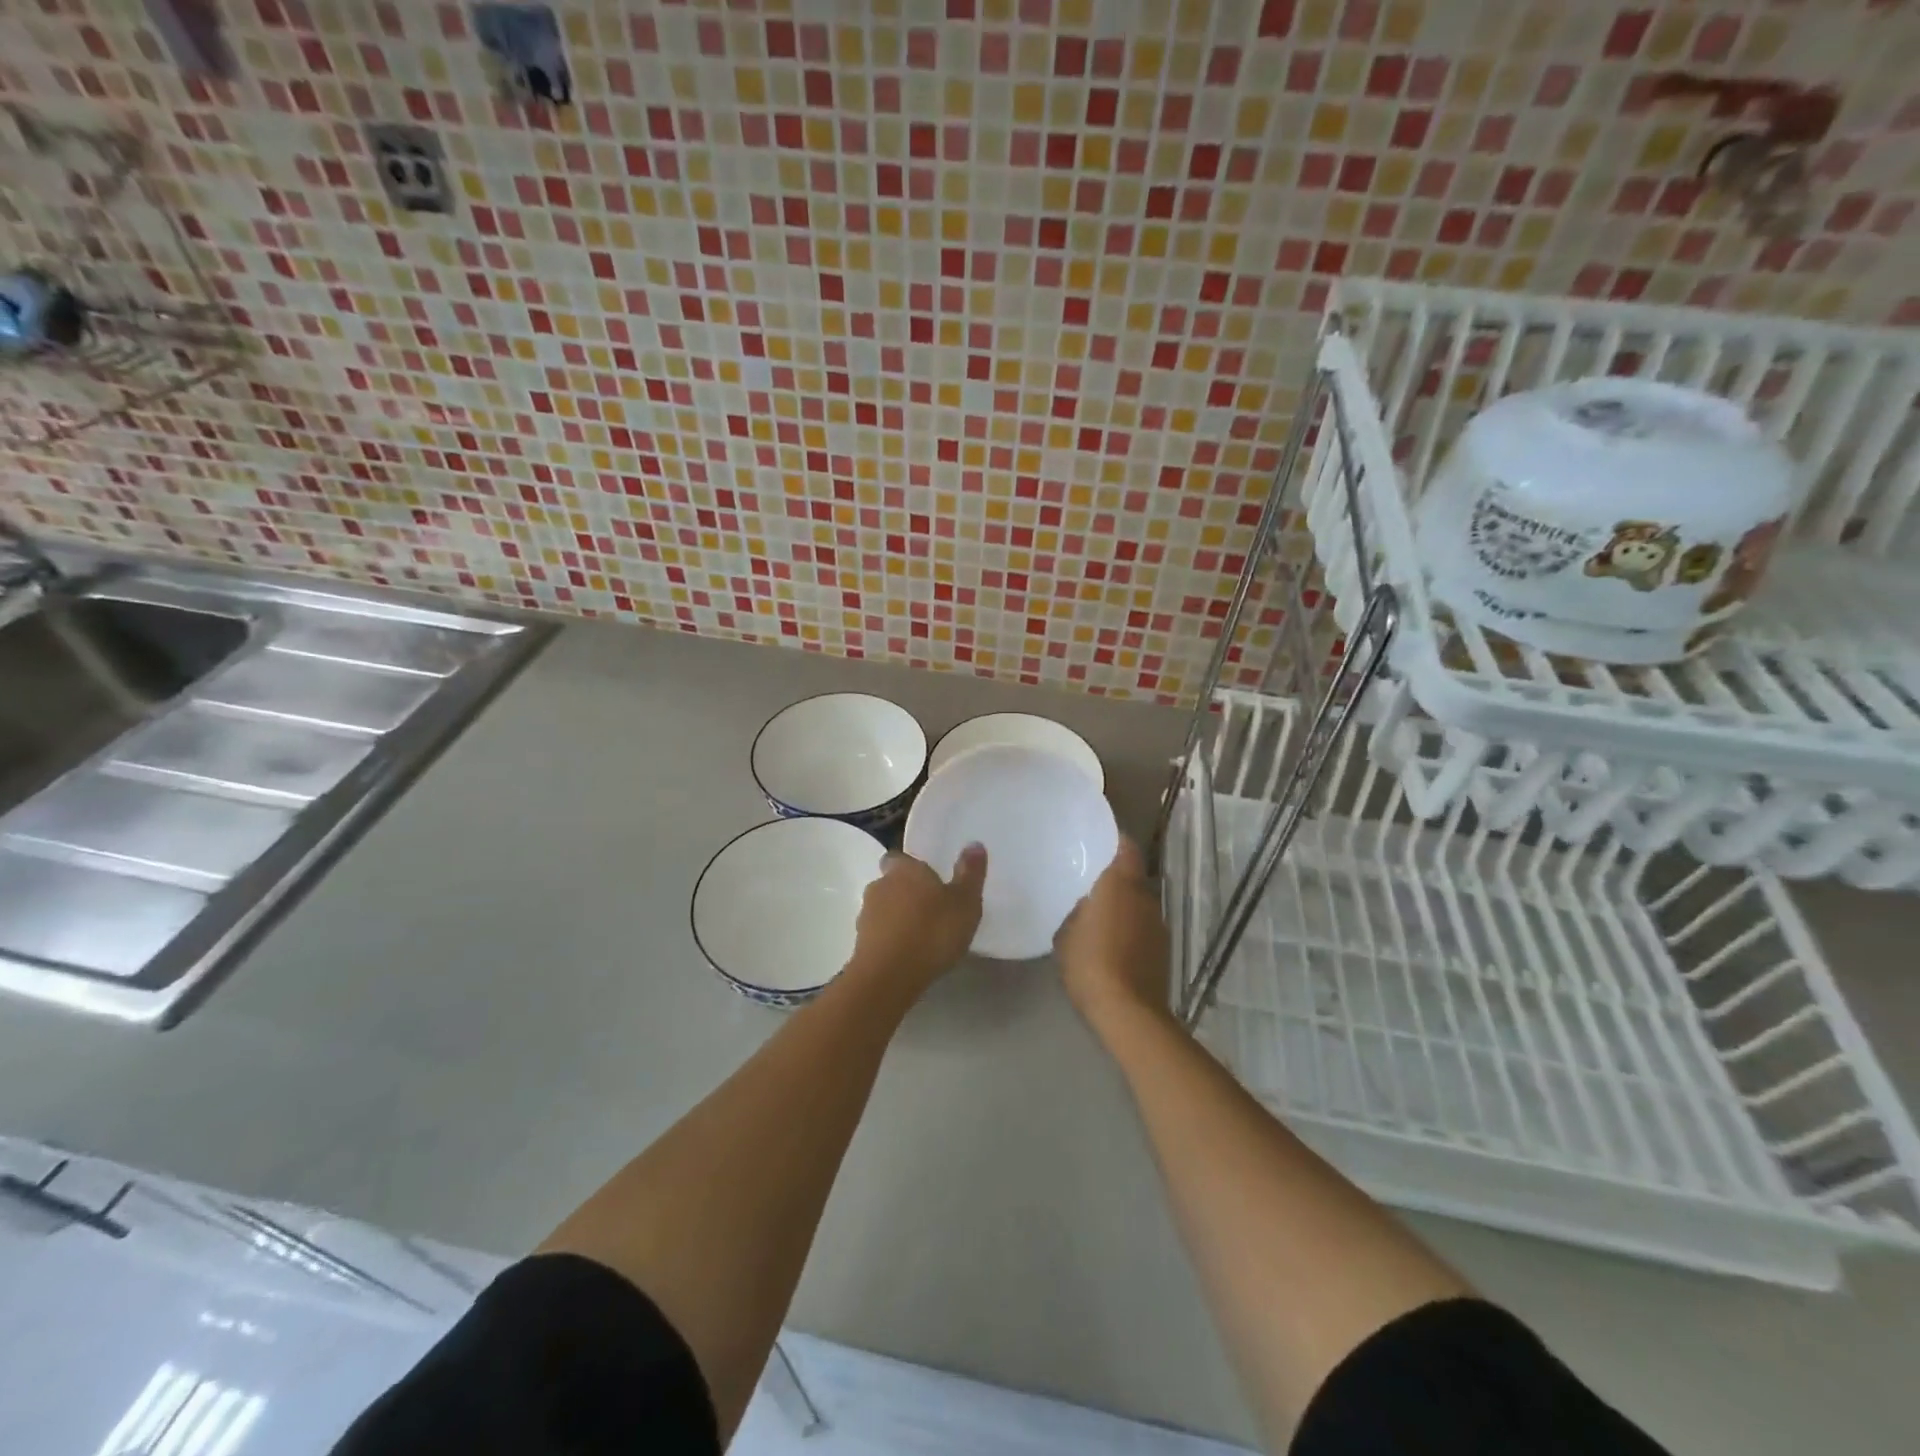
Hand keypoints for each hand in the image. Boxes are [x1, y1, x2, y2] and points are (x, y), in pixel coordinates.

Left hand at [847, 845, 987, 999]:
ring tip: (922, 934)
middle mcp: (880, 885)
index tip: (929, 879)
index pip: (899, 857)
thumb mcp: (964, 903)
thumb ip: (970, 873)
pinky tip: (909, 953)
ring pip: (884, 909)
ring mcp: (866, 915)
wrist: (889, 976)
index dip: (911, 867)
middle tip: (931, 908)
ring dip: (898, 917)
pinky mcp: (860, 943)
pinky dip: (891, 939)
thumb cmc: (932, 932)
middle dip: (907, 892)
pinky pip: (879, 934)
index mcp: (904, 869)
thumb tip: (974, 843)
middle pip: (891, 883)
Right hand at [1054, 837, 1171, 1030]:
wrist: (1129, 1012)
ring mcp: (1158, 924)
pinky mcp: (1164, 950)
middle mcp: (1145, 897)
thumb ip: (1077, 912)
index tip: (1100, 842)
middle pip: (1134, 877)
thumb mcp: (1066, 935)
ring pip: (1140, 904)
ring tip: (1101, 916)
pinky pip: (1144, 927)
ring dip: (1125, 906)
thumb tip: (1087, 905)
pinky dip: (1131, 929)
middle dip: (1117, 878)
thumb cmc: (1090, 964)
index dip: (1116, 842)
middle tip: (1092, 883)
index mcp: (1120, 885)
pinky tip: (1114, 943)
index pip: (1126, 849)